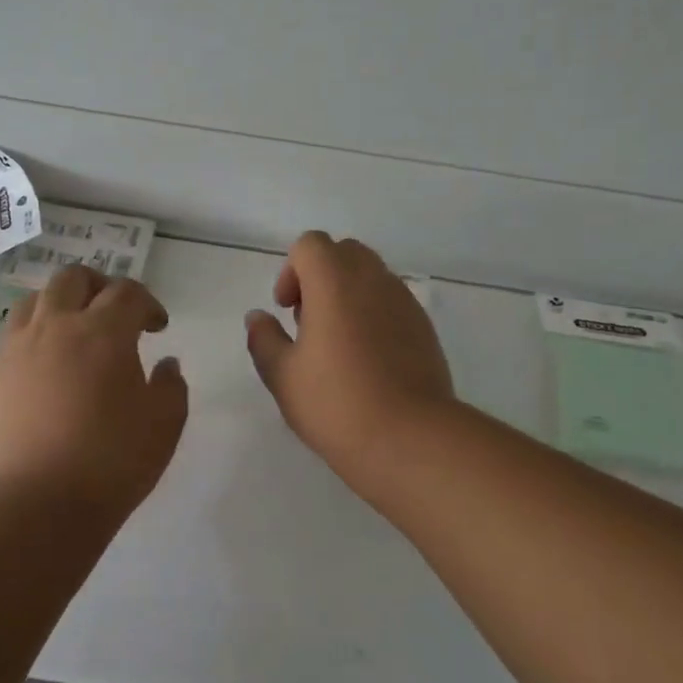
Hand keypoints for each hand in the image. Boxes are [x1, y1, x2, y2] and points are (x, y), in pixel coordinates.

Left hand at [0, 266, 188, 520]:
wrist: (31, 504)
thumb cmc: (109, 463)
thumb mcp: (163, 426)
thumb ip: (171, 386)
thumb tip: (165, 364)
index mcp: (103, 332)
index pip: (128, 293)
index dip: (147, 303)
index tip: (157, 327)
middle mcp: (56, 326)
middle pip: (74, 279)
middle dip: (101, 287)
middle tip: (116, 314)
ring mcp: (17, 347)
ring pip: (37, 298)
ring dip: (62, 303)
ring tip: (76, 331)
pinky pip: (13, 331)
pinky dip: (35, 330)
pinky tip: (46, 360)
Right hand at [244, 232, 454, 479]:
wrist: (410, 437)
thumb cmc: (336, 403)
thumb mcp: (282, 375)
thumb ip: (264, 339)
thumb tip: (257, 317)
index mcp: (335, 281)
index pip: (311, 245)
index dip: (292, 271)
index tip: (287, 310)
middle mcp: (374, 280)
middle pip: (344, 252)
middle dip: (321, 276)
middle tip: (308, 321)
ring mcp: (405, 302)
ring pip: (372, 276)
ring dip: (348, 294)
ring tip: (337, 344)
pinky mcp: (424, 327)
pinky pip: (393, 302)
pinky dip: (373, 314)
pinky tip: (367, 360)